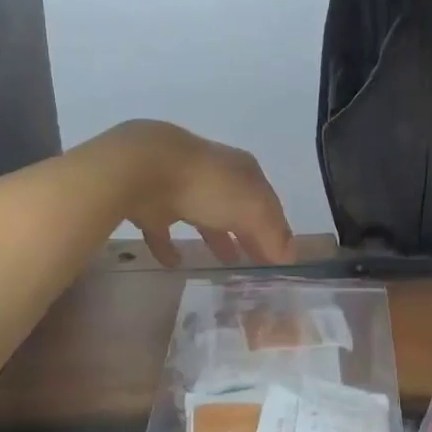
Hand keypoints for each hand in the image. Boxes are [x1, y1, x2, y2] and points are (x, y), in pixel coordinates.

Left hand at [108, 121, 295, 267]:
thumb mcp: (251, 208)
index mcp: (241, 169)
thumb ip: (272, 232)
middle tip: (256, 261)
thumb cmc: (207, 186)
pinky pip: (162, 228)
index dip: (275, 228)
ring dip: (215, 236)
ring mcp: (179, 186)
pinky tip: (174, 263)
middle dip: (247, 231)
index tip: (280, 257)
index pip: (266, 201)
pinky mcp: (149, 202)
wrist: (141, 168)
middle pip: (236, 207)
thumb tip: (290, 254)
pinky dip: (169, 244)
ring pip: (202, 215)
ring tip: (224, 263)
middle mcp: (213, 174)